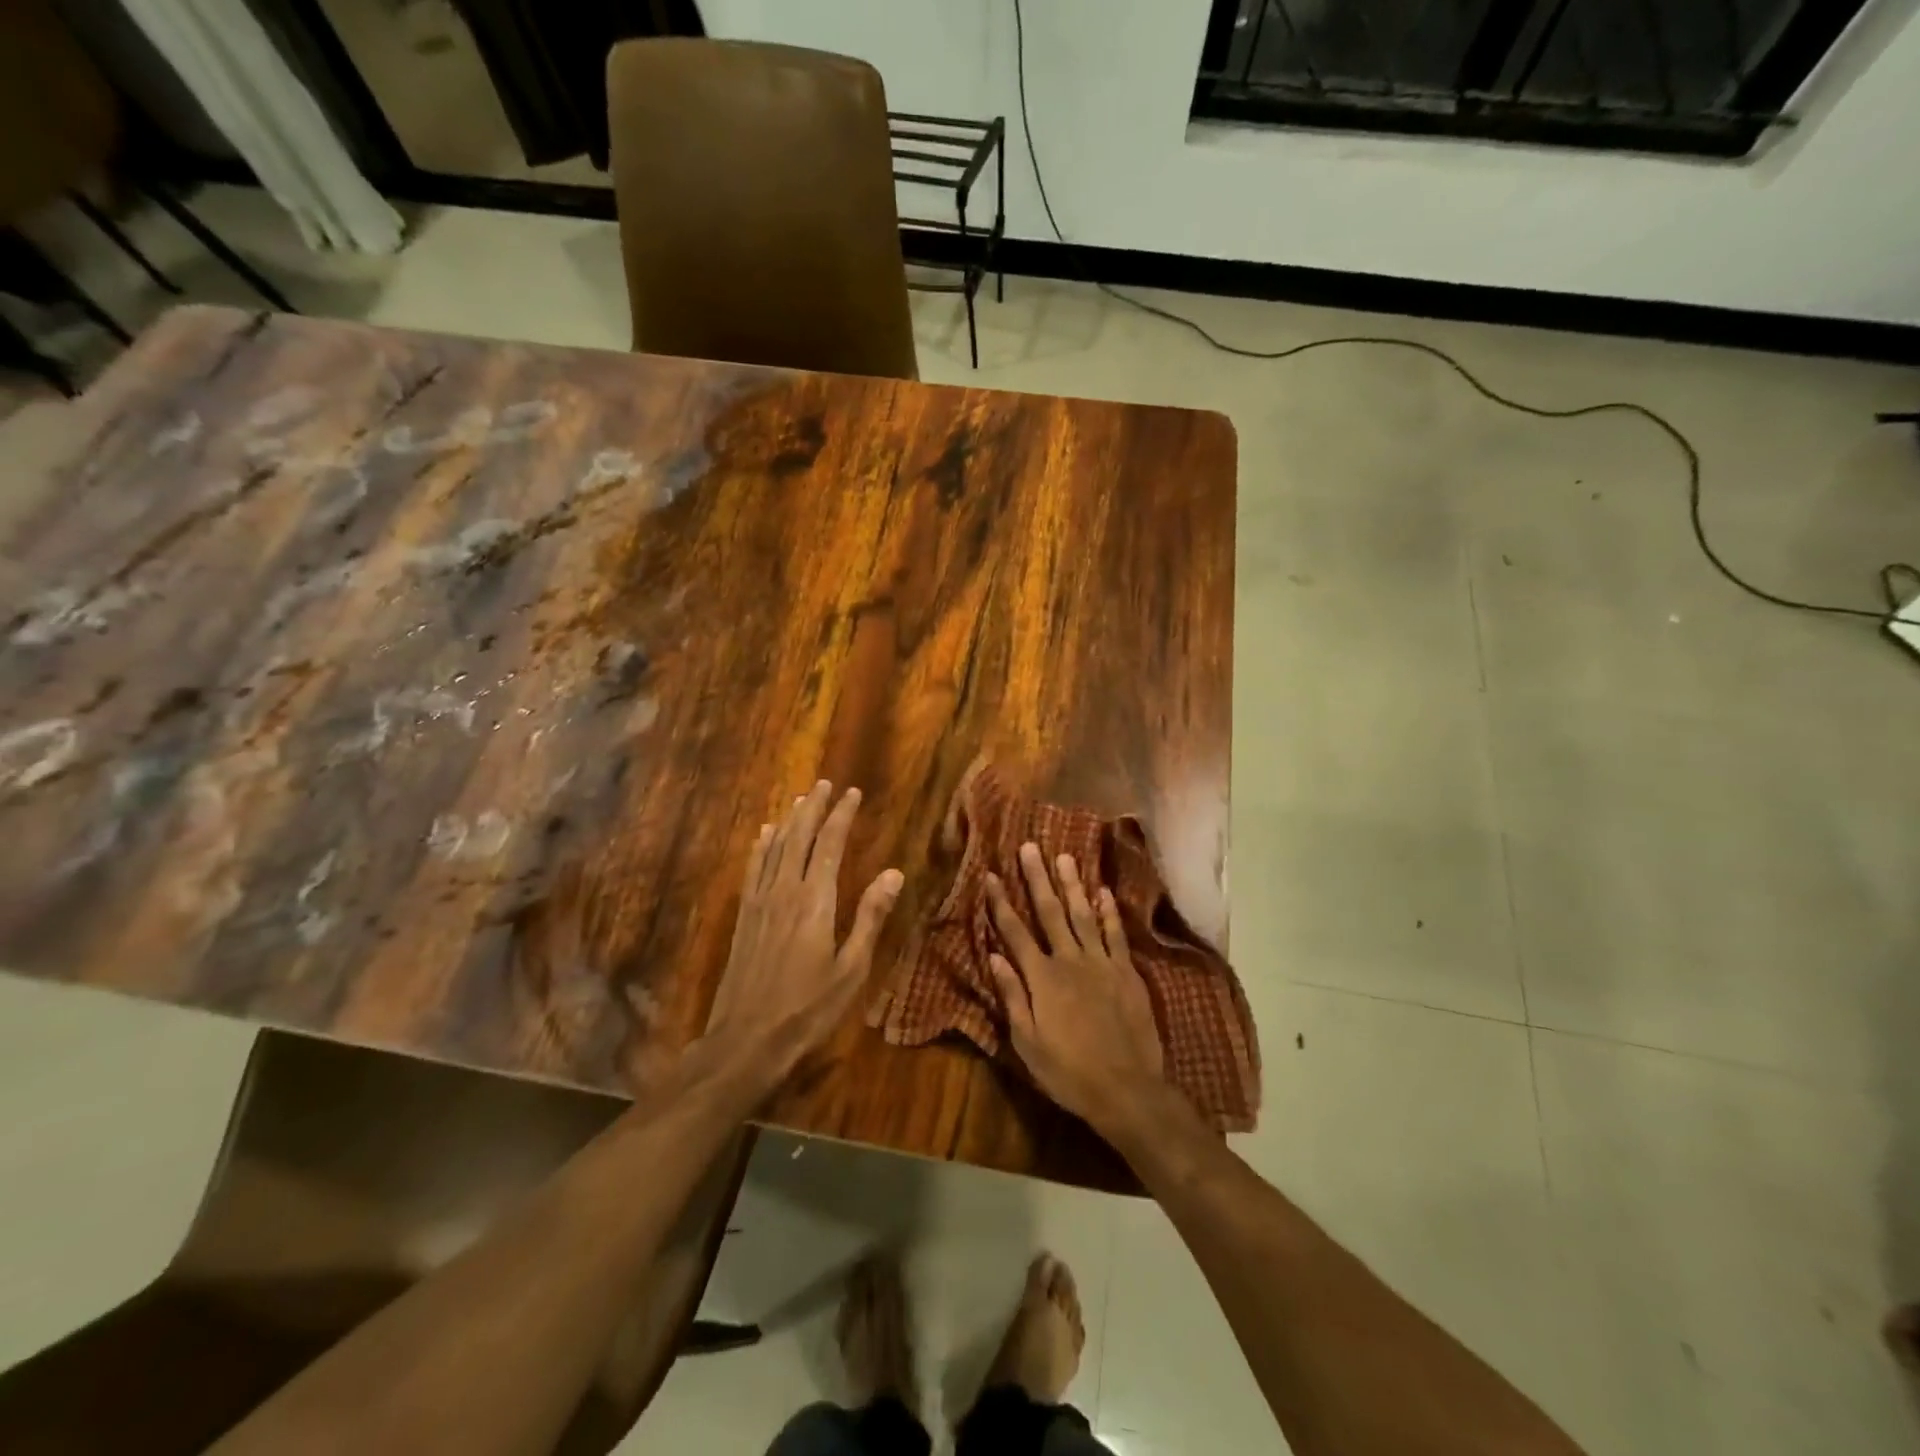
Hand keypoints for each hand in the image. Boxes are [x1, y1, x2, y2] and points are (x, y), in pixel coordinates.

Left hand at [705, 781, 902, 1090]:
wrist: (746, 1041)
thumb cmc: (808, 1009)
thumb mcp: (852, 969)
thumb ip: (870, 917)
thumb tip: (894, 872)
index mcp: (815, 901)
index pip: (829, 844)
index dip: (841, 815)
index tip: (852, 792)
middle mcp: (784, 891)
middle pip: (799, 837)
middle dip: (814, 808)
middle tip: (825, 784)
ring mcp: (759, 902)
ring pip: (774, 847)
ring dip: (789, 820)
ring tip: (801, 799)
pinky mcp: (744, 916)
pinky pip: (753, 868)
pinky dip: (761, 845)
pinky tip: (764, 834)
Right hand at [987, 843, 1164, 1132]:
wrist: (1127, 1089)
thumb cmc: (1068, 1072)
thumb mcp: (1027, 1042)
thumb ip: (1012, 995)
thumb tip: (994, 955)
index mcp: (1042, 978)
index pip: (1015, 932)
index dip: (1001, 903)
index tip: (990, 875)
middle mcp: (1070, 961)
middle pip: (1049, 912)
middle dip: (1037, 878)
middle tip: (1029, 847)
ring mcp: (1101, 963)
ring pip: (1083, 914)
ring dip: (1072, 884)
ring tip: (1064, 856)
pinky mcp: (1126, 971)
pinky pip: (1115, 933)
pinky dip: (1108, 910)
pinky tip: (1102, 890)